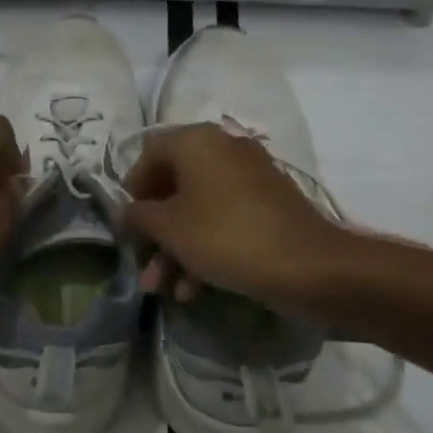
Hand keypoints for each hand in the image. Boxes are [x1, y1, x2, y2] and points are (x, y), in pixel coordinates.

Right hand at [121, 123, 349, 317]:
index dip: (132, 188)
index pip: (150, 153)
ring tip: (162, 290)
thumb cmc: (226, 236)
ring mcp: (249, 178)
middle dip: (154, 231)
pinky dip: (204, 249)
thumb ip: (140, 216)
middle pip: (174, 185)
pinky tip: (193, 290)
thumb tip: (128, 212)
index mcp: (198, 141)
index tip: (126, 223)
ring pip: (198, 209)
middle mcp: (224, 149)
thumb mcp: (170, 228)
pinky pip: (224, 221)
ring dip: (176, 249)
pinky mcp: (267, 207)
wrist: (307, 266)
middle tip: (142, 262)